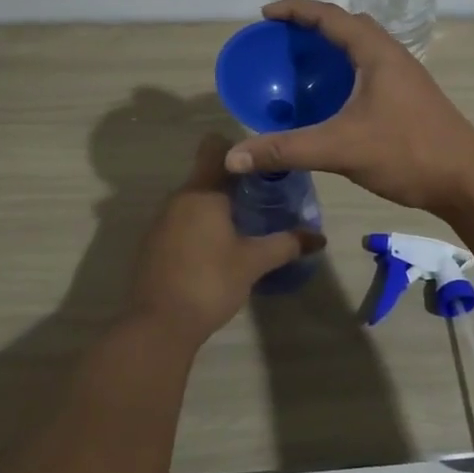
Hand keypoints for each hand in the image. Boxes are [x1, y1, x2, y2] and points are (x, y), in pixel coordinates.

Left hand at [127, 134, 324, 346]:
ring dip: (217, 205)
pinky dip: (200, 225)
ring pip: (194, 199)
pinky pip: (182, 220)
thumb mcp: (253, 262)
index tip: (262, 162)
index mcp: (202, 191)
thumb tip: (318, 237)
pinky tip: (218, 247)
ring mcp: (162, 221)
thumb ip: (286, 244)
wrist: (159, 325)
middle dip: (234, 181)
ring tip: (245, 222)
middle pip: (207, 174)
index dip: (238, 148)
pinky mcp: (154, 243)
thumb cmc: (210, 282)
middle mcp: (178, 198)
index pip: (215, 147)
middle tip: (264, 195)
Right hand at [225, 0, 473, 213]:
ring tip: (303, 62)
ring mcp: (405, 75)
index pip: (331, 16)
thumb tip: (234, 157)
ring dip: (333, 46)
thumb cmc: (407, 152)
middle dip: (314, 24)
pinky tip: (333, 96)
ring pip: (363, 47)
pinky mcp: (410, 96)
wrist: (468, 180)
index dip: (296, 10)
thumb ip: (286, 148)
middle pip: (349, 25)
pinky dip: (346, 69)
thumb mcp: (340, 148)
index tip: (266, 14)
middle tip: (283, 37)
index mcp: (377, 53)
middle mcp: (393, 55)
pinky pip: (370, 67)